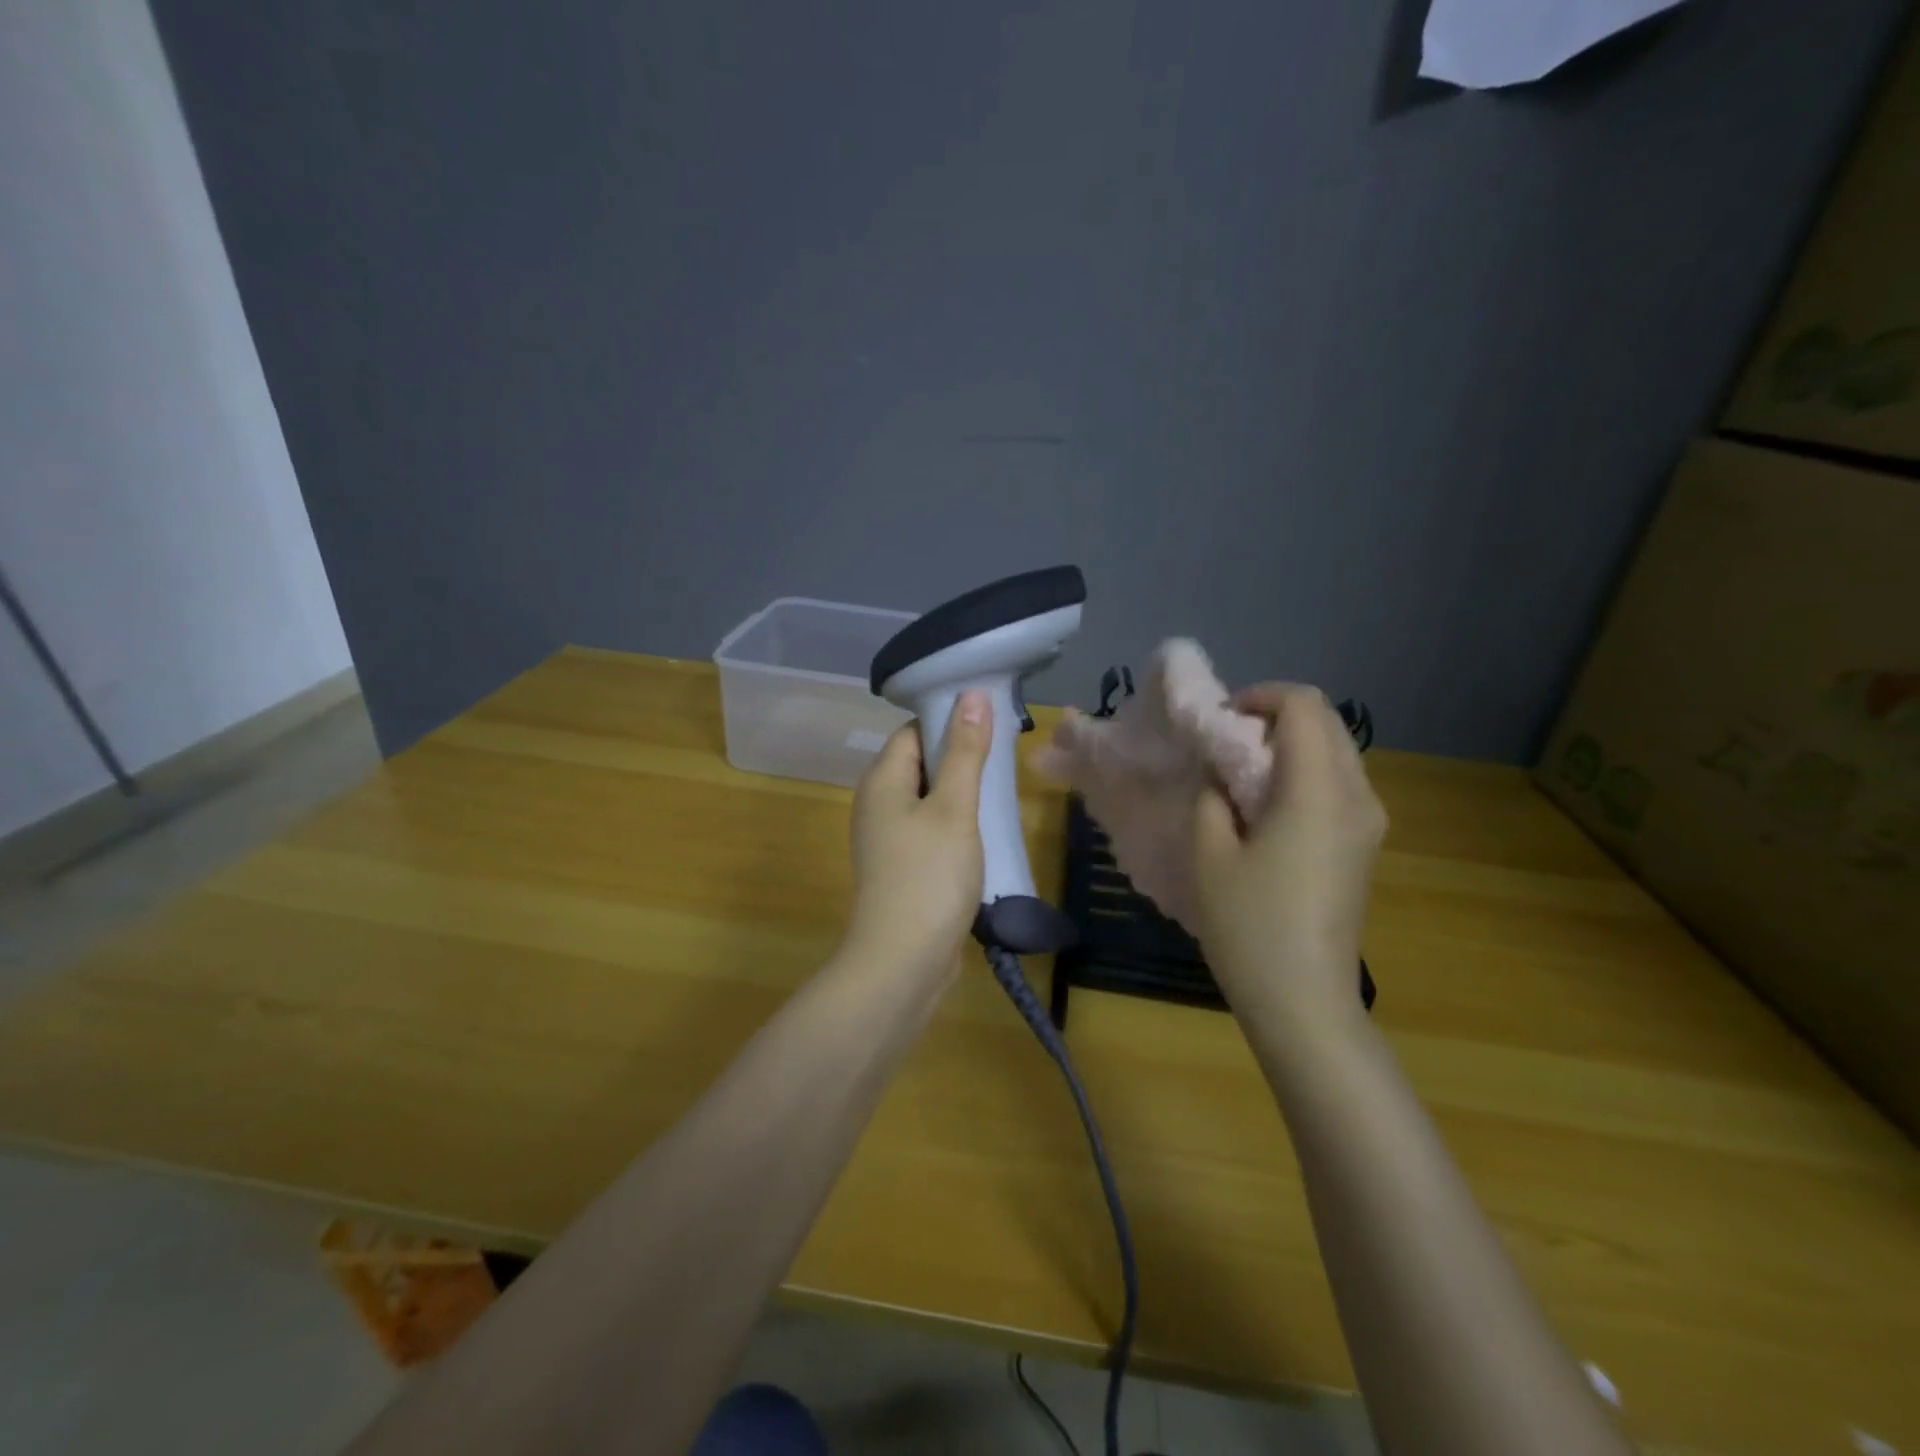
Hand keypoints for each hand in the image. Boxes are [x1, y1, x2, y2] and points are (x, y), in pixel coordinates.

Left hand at [842, 691, 992, 986]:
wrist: (903, 962)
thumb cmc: (929, 876)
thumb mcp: (954, 808)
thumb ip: (964, 752)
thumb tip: (970, 694)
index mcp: (882, 781)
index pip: (914, 731)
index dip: (950, 720)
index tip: (993, 721)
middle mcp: (878, 804)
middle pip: (920, 763)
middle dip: (961, 758)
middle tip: (1006, 759)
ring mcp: (888, 839)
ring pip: (929, 799)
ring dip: (962, 794)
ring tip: (1004, 792)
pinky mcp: (903, 867)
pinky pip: (930, 830)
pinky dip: (956, 825)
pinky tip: (986, 832)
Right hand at [1191, 683, 1386, 1027]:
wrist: (1304, 1001)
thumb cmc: (1249, 926)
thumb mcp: (1209, 853)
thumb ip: (1211, 795)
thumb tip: (1220, 772)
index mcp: (1319, 790)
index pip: (1304, 706)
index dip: (1260, 698)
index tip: (1221, 722)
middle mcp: (1357, 795)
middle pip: (1327, 722)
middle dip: (1274, 718)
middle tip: (1226, 744)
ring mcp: (1368, 822)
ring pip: (1336, 751)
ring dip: (1290, 746)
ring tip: (1241, 775)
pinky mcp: (1364, 845)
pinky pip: (1338, 783)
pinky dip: (1303, 773)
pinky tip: (1266, 806)